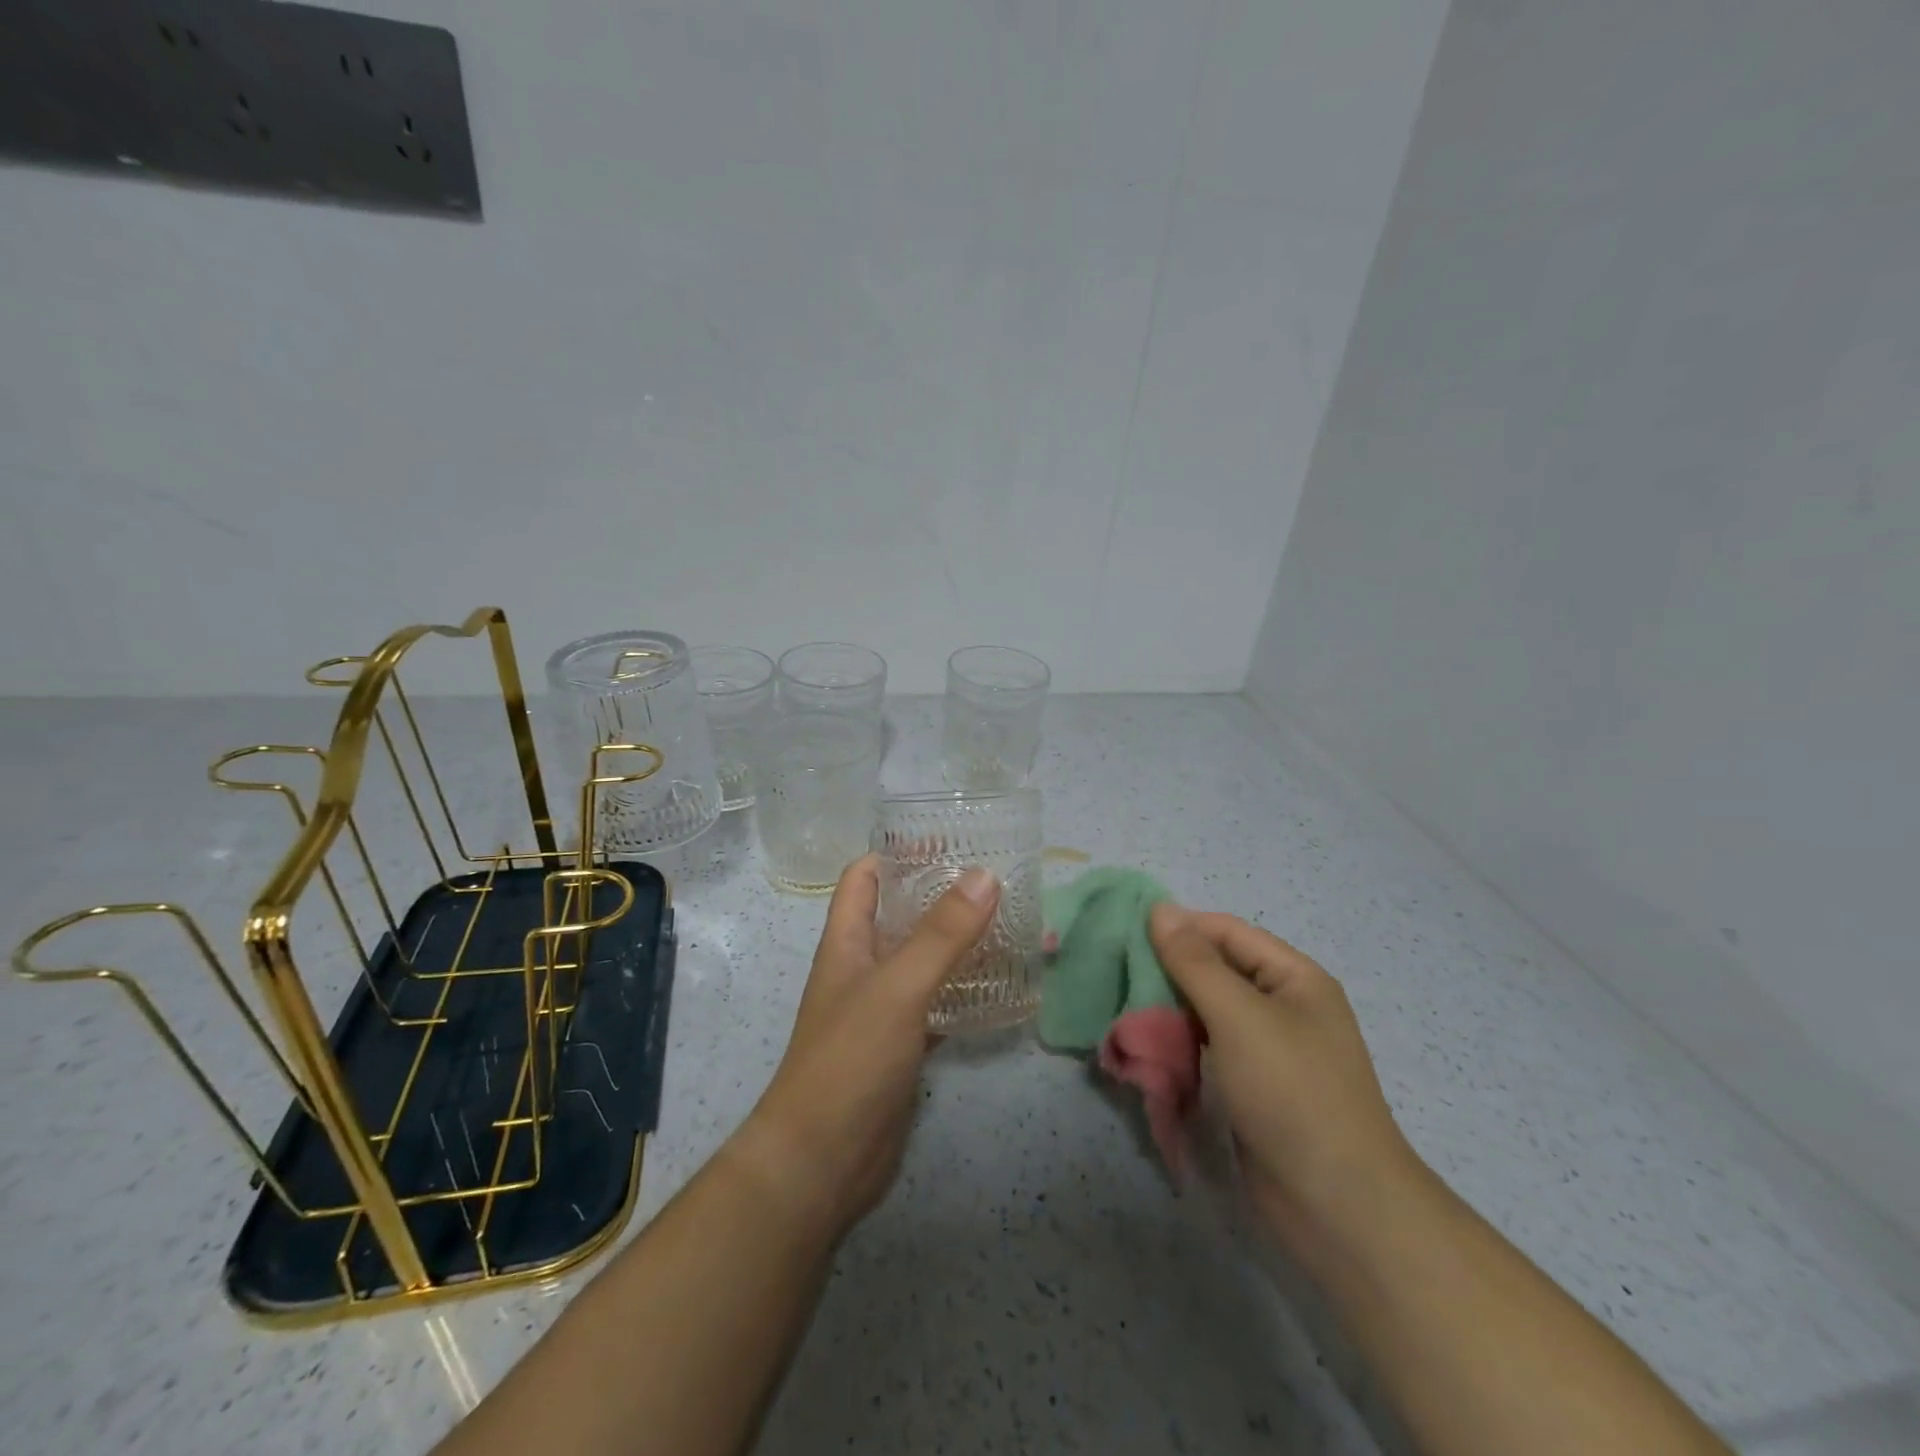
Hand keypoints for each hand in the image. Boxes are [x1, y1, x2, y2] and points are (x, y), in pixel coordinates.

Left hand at [727, 854, 999, 1242]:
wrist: (820, 1162)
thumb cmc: (849, 1059)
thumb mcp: (898, 987)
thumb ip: (942, 934)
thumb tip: (985, 875)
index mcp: (847, 941)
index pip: (865, 877)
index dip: (898, 852)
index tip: (948, 840)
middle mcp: (862, 967)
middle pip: (900, 915)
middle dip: (941, 895)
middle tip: (996, 879)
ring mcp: (882, 1008)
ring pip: (922, 959)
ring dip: (958, 941)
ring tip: (1009, 922)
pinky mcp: (902, 1045)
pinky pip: (936, 1001)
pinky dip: (964, 989)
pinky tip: (1001, 985)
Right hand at [1148, 906, 1425, 1264]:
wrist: (1338, 1206)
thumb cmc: (1291, 1093)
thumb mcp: (1239, 1016)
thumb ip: (1194, 961)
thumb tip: (1160, 908)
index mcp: (1294, 977)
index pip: (1226, 931)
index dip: (1179, 928)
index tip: (1125, 935)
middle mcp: (1284, 1006)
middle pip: (1217, 969)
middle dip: (1169, 971)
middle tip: (1119, 978)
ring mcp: (1269, 1049)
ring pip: (1209, 1011)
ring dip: (1170, 1009)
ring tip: (1127, 1013)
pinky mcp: (1254, 1087)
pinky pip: (1210, 1048)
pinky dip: (1181, 1044)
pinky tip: (1150, 1048)